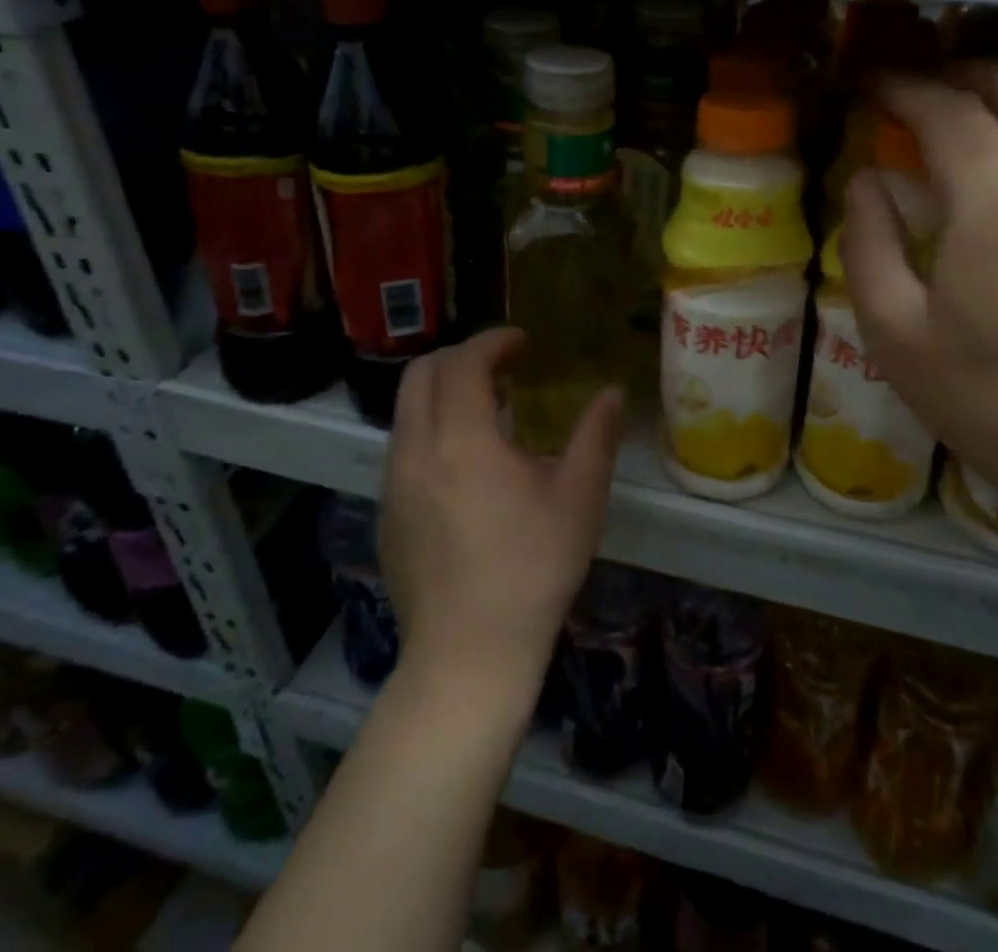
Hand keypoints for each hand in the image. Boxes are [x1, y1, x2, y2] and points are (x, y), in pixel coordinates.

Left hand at [379, 328, 623, 701]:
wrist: (468, 655)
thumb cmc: (532, 570)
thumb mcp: (578, 498)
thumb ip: (595, 436)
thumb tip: (612, 393)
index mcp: (462, 439)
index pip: (463, 363)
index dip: (492, 342)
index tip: (521, 342)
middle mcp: (415, 450)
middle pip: (420, 375)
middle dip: (460, 357)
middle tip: (501, 367)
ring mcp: (392, 484)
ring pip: (406, 412)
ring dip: (442, 394)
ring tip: (486, 412)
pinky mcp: (385, 514)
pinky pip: (402, 448)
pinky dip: (430, 429)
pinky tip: (465, 465)